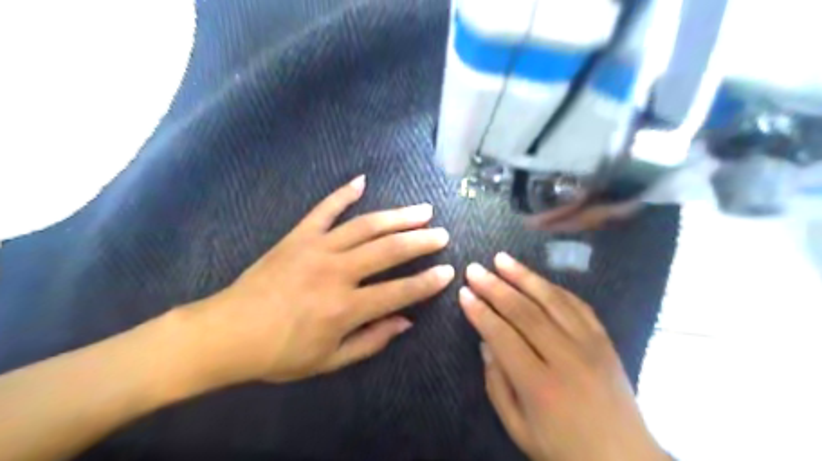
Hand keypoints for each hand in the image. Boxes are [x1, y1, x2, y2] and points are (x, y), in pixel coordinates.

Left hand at [186, 175, 456, 384]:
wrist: (226, 333)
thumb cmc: (279, 354)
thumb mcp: (329, 360)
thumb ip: (371, 341)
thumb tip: (405, 321)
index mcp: (345, 307)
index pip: (399, 291)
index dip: (427, 282)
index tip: (448, 272)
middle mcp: (336, 272)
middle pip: (388, 250)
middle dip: (421, 242)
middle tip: (442, 234)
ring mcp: (316, 248)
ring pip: (366, 226)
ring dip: (397, 216)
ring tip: (422, 210)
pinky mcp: (298, 236)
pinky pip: (324, 209)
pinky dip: (343, 193)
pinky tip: (362, 180)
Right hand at [460, 254, 662, 459]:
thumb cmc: (564, 449)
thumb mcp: (518, 428)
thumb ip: (497, 384)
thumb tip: (485, 343)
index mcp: (540, 385)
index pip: (503, 336)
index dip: (480, 312)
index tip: (464, 292)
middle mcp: (566, 358)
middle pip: (524, 311)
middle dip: (495, 287)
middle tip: (475, 269)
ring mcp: (590, 345)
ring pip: (551, 300)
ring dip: (523, 276)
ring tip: (501, 259)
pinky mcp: (605, 340)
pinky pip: (577, 304)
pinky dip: (553, 287)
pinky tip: (536, 277)